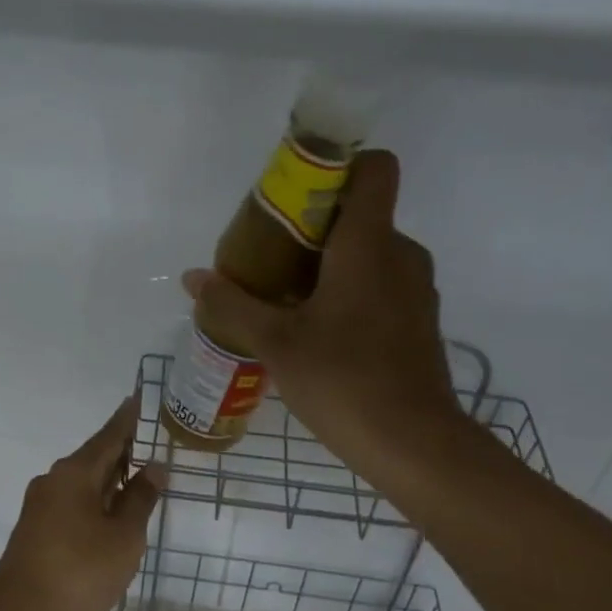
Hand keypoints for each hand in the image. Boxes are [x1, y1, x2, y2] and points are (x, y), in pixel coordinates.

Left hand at [0, 397, 161, 610]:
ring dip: (108, 478)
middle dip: (121, 450)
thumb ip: (140, 499)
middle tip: (148, 442)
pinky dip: (94, 498)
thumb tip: (153, 467)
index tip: (138, 398)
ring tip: (136, 477)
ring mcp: (40, 504)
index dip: (127, 419)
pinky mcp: (35, 528)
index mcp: (75, 473)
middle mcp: (53, 480)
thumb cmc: (80, 570)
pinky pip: (71, 500)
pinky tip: (109, 512)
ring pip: (81, 481)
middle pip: (93, 456)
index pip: (108, 436)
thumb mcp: (124, 536)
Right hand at [183, 150, 467, 483]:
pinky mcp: (418, 322)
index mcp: (370, 243)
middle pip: (360, 214)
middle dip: (313, 227)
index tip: (294, 194)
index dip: (336, 166)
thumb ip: (233, 304)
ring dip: (328, 265)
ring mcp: (416, 290)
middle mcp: (401, 254)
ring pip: (369, 254)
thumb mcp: (276, 343)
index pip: (374, 168)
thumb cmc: (344, 380)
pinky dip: (349, 293)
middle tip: (268, 258)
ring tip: (285, 298)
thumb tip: (193, 277)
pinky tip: (317, 332)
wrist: (413, 444)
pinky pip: (380, 286)